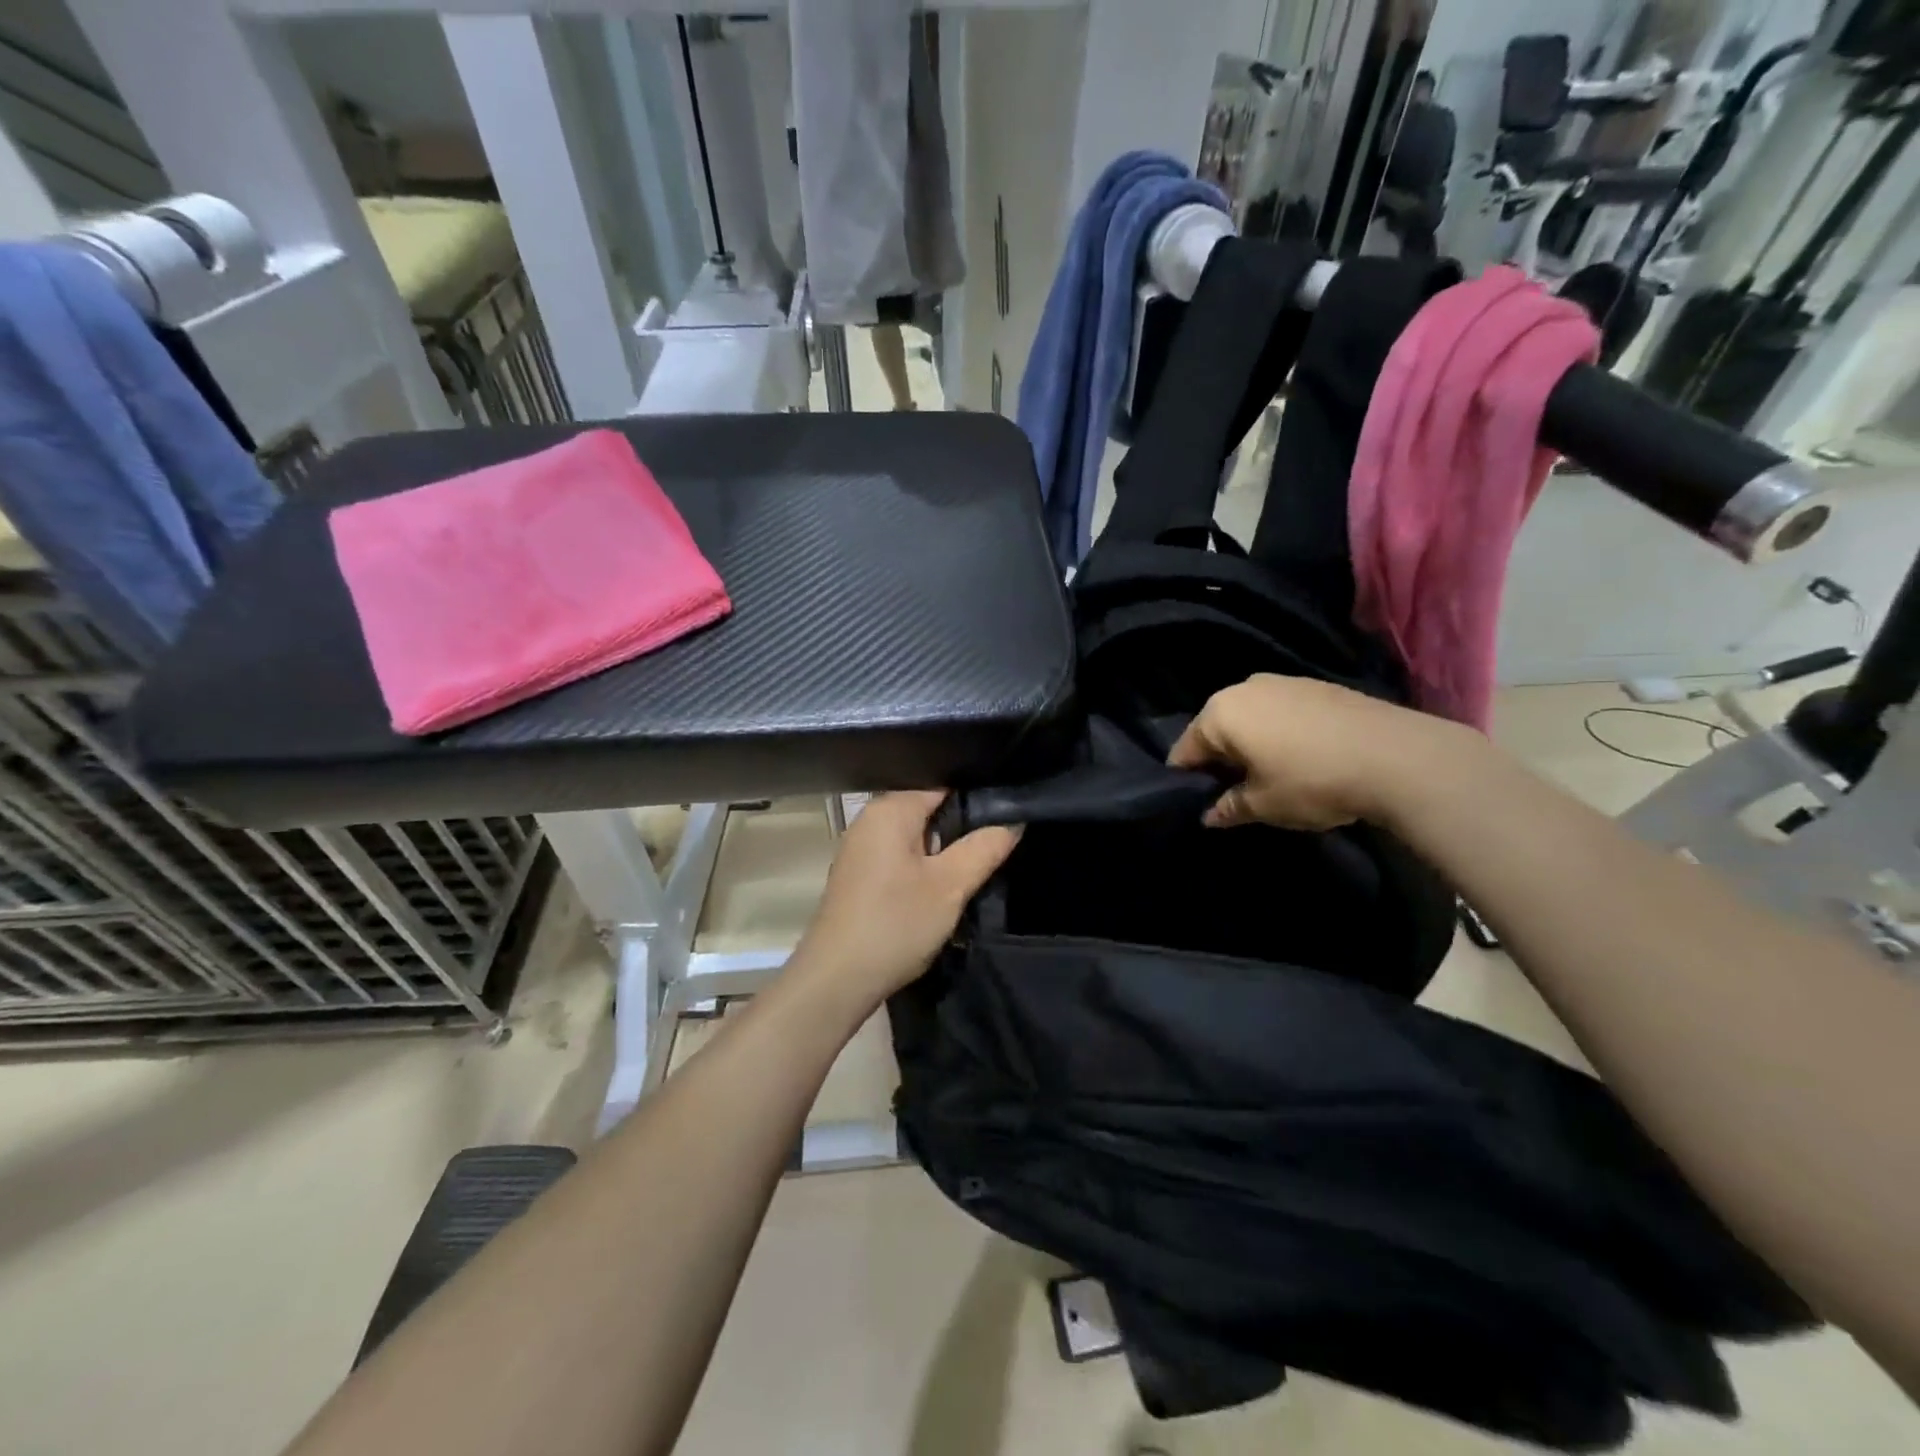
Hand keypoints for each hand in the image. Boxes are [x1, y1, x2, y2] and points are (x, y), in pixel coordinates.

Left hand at [792, 791, 1020, 1008]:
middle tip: (998, 841)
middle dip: (961, 825)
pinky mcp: (859, 874)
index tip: (1007, 811)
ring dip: (942, 849)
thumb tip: (1013, 820)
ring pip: (915, 835)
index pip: (942, 783)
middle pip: (928, 808)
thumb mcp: (951, 886)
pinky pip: (899, 855)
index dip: (976, 796)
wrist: (837, 979)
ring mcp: (861, 848)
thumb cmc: (896, 923)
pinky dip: (922, 865)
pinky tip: (941, 885)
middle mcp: (870, 819)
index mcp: (890, 809)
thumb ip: (984, 848)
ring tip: (976, 863)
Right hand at [1169, 675, 1467, 830]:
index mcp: (1220, 713)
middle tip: (1237, 792)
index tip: (1201, 802)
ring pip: (1251, 718)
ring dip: (1253, 745)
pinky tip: (1304, 758)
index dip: (1189, 780)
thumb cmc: (1312, 781)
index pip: (1185, 750)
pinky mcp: (1318, 686)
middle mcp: (1245, 688)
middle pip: (1217, 729)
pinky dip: (1281, 733)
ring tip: (1273, 776)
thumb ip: (1228, 808)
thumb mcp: (1263, 805)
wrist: (1398, 757)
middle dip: (1221, 759)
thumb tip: (1209, 816)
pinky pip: (1282, 712)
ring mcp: (1284, 681)